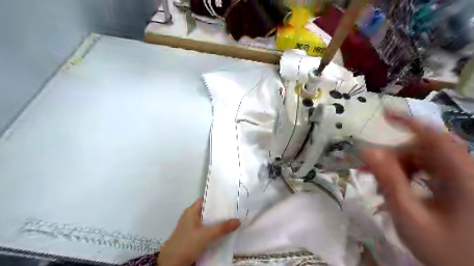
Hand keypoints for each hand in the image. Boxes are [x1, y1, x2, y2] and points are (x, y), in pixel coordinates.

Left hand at [158, 199, 240, 264]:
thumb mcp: (207, 235)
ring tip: (229, 222)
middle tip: (232, 212)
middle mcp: (189, 216)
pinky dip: (211, 231)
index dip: (216, 200)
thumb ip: (223, 227)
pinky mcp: (189, 237)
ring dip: (215, 223)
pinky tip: (220, 233)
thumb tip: (238, 221)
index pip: (205, 200)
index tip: (229, 201)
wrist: (171, 264)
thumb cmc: (188, 243)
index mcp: (191, 211)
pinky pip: (203, 230)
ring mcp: (189, 227)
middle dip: (218, 213)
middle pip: (207, 211)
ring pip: (205, 222)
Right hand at [361, 112, 473, 265]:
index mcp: (463, 178)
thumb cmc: (445, 250)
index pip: (435, 137)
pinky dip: (408, 174)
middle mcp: (467, 172)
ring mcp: (465, 179)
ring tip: (378, 182)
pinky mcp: (460, 186)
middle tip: (367, 167)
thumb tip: (366, 150)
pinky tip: (395, 187)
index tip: (382, 115)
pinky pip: (429, 170)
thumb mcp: (409, 216)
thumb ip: (388, 181)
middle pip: (424, 149)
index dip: (409, 121)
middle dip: (392, 155)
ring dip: (398, 166)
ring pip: (424, 159)